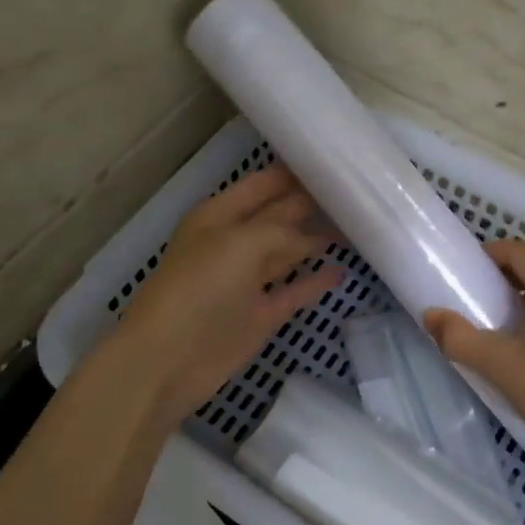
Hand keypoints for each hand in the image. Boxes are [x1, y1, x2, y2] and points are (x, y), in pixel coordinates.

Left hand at [105, 164, 340, 429]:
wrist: (168, 360)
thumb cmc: (198, 288)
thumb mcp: (240, 243)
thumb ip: (281, 230)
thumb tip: (313, 237)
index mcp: (219, 215)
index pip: (264, 184)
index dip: (295, 174)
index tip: (336, 163)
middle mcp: (234, 242)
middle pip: (280, 215)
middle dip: (312, 204)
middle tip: (356, 194)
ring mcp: (248, 281)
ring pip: (289, 252)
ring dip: (317, 240)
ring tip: (357, 227)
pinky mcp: (261, 315)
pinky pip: (294, 290)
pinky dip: (315, 282)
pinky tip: (340, 271)